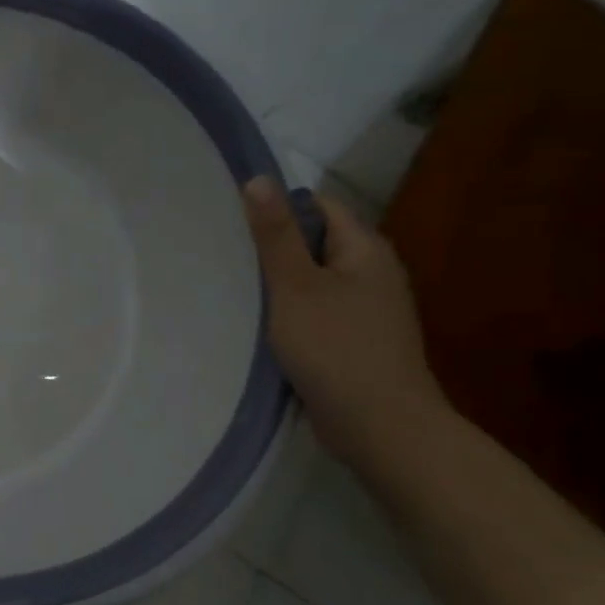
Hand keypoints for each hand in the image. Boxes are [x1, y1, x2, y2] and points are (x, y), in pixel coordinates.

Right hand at [242, 176, 449, 464]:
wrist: (380, 426)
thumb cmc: (335, 348)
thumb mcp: (295, 287)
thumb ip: (275, 236)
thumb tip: (258, 179)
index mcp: (365, 250)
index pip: (320, 207)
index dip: (278, 207)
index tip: (233, 220)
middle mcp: (373, 273)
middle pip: (317, 244)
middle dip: (274, 247)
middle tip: (225, 254)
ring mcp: (367, 310)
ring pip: (314, 281)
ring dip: (279, 284)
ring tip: (234, 288)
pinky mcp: (355, 342)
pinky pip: (317, 312)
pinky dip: (290, 313)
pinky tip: (261, 326)